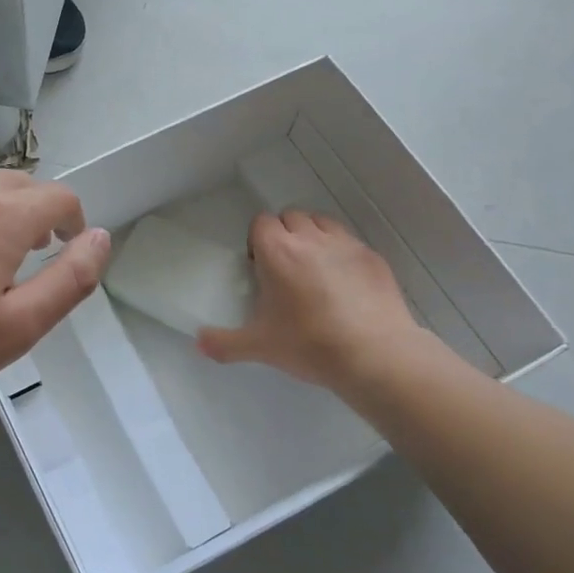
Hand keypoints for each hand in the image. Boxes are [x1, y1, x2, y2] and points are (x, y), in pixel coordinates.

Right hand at [196, 211, 431, 392]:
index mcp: (277, 251)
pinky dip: (342, 253)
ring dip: (313, 236)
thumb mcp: (260, 347)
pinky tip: (345, 284)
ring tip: (314, 269)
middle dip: (284, 235)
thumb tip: (198, 343)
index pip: (261, 222)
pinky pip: (350, 242)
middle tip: (285, 269)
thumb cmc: (309, 345)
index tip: (260, 266)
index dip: (258, 241)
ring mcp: (345, 245)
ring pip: (322, 223)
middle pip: (291, 217)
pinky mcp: (373, 257)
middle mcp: (310, 238)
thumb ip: (224, 343)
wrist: (374, 356)